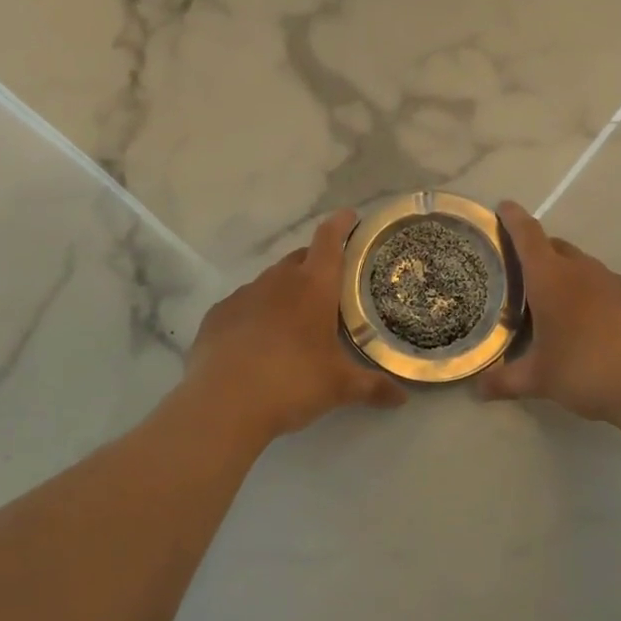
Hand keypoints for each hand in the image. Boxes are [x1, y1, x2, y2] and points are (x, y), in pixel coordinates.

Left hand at [184, 208, 407, 440]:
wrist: (223, 404)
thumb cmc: (292, 382)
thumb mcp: (339, 387)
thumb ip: (373, 387)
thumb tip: (403, 398)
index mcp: (313, 286)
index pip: (329, 239)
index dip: (341, 224)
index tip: (350, 217)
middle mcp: (278, 280)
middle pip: (300, 258)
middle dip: (315, 265)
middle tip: (329, 287)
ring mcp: (244, 295)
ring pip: (270, 282)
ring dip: (285, 292)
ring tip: (294, 320)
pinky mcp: (217, 315)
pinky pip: (243, 305)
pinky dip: (255, 314)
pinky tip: (257, 341)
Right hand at [478, 201, 620, 424]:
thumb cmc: (586, 371)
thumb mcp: (539, 380)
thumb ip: (505, 381)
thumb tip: (478, 390)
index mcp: (551, 279)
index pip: (528, 236)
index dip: (513, 219)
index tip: (504, 206)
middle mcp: (583, 271)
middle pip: (556, 247)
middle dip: (539, 252)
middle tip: (523, 272)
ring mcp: (617, 282)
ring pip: (585, 267)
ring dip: (568, 276)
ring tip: (559, 304)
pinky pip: (610, 288)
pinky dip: (596, 296)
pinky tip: (596, 325)